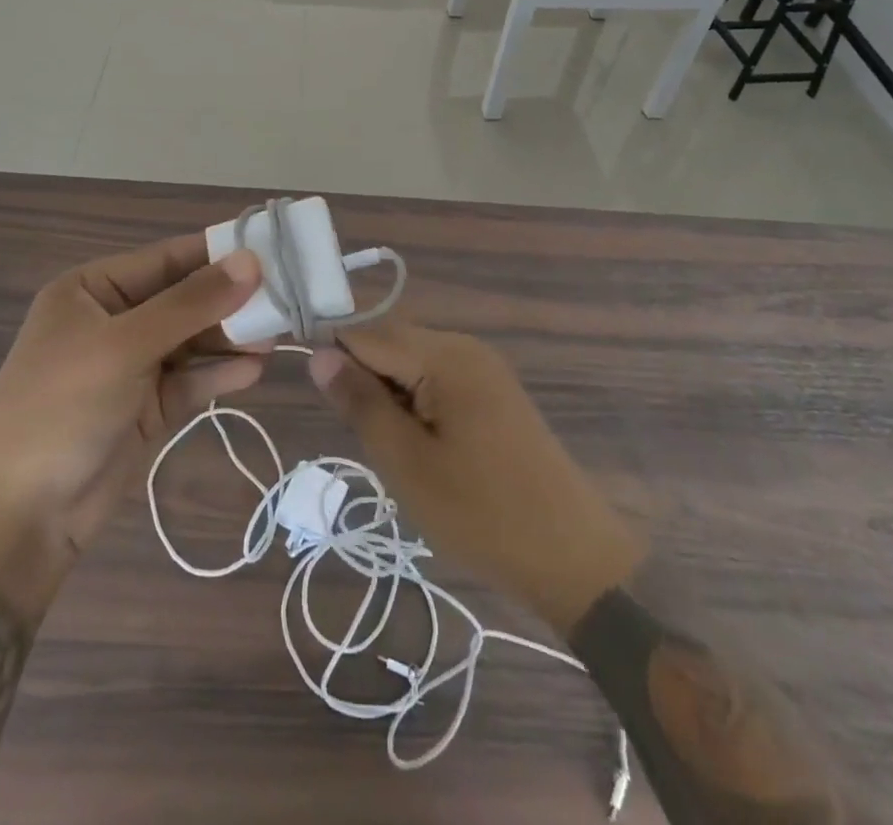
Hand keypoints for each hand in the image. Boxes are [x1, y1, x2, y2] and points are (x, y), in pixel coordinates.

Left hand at [0, 235, 264, 616]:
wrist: (17, 517)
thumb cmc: (61, 407)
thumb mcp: (124, 345)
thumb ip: (191, 304)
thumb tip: (251, 261)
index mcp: (93, 289)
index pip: (168, 258)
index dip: (219, 253)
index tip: (275, 249)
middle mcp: (114, 320)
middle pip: (185, 299)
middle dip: (232, 299)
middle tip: (289, 297)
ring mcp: (131, 366)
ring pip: (193, 340)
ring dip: (232, 337)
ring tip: (280, 334)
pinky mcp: (147, 408)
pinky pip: (192, 380)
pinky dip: (221, 374)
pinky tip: (256, 370)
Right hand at [309, 321, 646, 634]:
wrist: (574, 560)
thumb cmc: (482, 514)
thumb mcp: (406, 462)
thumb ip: (360, 402)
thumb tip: (318, 354)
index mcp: (445, 354)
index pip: (366, 333)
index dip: (335, 359)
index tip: (323, 403)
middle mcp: (465, 347)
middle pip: (391, 344)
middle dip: (367, 382)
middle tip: (370, 441)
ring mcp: (485, 369)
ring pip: (412, 365)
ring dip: (391, 398)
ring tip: (398, 453)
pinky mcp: (495, 393)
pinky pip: (438, 381)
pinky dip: (417, 406)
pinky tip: (425, 450)